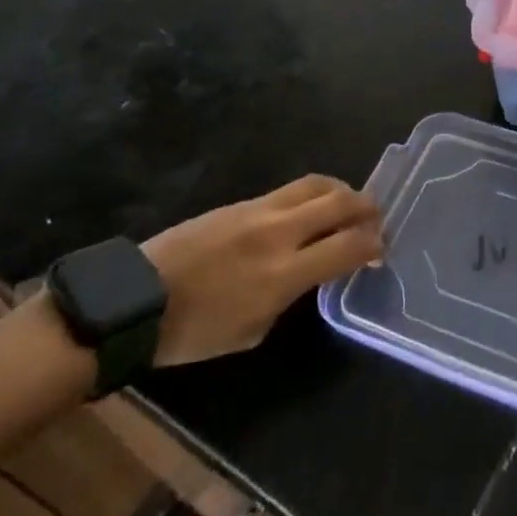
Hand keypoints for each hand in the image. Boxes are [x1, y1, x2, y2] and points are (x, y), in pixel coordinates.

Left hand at [142, 175, 382, 365]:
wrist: (137, 300)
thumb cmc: (194, 331)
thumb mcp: (252, 330)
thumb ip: (289, 297)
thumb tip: (308, 273)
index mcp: (283, 274)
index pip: (347, 246)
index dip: (372, 245)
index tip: (379, 250)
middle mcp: (279, 233)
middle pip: (340, 203)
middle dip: (367, 208)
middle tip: (376, 218)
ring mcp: (259, 211)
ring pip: (316, 185)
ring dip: (342, 191)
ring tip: (349, 203)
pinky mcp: (242, 202)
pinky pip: (290, 190)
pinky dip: (313, 194)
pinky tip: (312, 207)